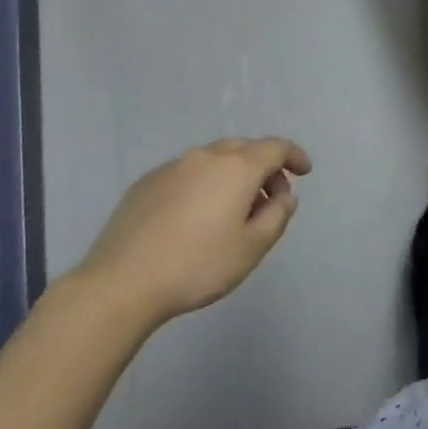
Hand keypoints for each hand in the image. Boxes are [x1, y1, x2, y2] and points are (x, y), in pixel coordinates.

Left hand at [76, 137, 311, 323]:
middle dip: (264, 167)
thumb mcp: (252, 248)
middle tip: (270, 198)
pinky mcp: (146, 182)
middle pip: (244, 148)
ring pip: (214, 159)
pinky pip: (187, 173)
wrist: (122, 281)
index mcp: (237, 168)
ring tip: (233, 210)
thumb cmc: (198, 265)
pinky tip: (196, 216)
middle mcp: (205, 157)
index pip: (275, 147)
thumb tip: (284, 196)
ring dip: (233, 175)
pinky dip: (204, 184)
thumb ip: (277, 216)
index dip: (294, 156)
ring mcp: (172, 167)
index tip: (304, 172)